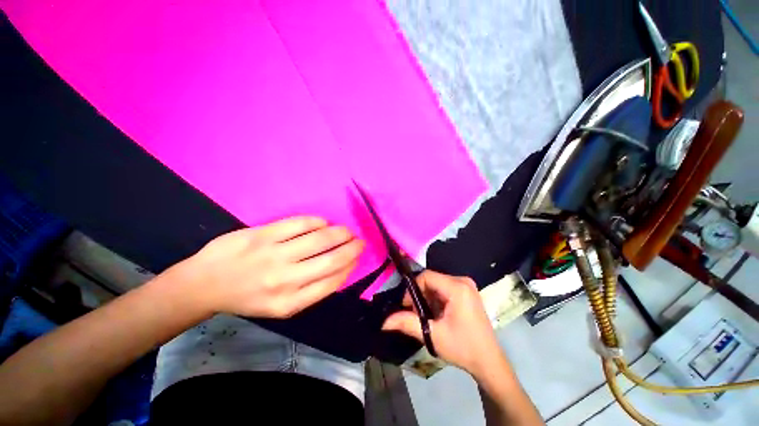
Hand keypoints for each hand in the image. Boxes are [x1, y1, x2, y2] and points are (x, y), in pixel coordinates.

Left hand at [172, 216, 363, 318]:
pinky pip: (301, 224)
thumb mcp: (280, 306)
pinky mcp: (263, 234)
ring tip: (346, 231)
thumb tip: (340, 269)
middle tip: (359, 241)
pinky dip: (318, 222)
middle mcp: (285, 280)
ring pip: (320, 239)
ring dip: (340, 233)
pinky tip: (323, 223)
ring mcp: (273, 255)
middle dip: (352, 248)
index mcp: (290, 303)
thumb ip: (310, 290)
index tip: (357, 258)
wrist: (204, 284)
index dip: (350, 267)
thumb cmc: (247, 297)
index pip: (332, 282)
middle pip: (331, 260)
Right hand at [382, 271, 502, 376]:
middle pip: (431, 280)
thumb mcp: (432, 335)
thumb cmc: (462, 348)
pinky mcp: (467, 292)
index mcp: (457, 287)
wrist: (489, 362)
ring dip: (427, 298)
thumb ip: (407, 323)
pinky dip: (436, 299)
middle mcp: (463, 281)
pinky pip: (445, 288)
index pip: (426, 276)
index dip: (413, 288)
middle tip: (416, 314)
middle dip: (420, 295)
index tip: (407, 306)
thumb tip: (384, 322)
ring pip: (437, 284)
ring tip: (427, 317)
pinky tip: (437, 315)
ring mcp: (467, 286)